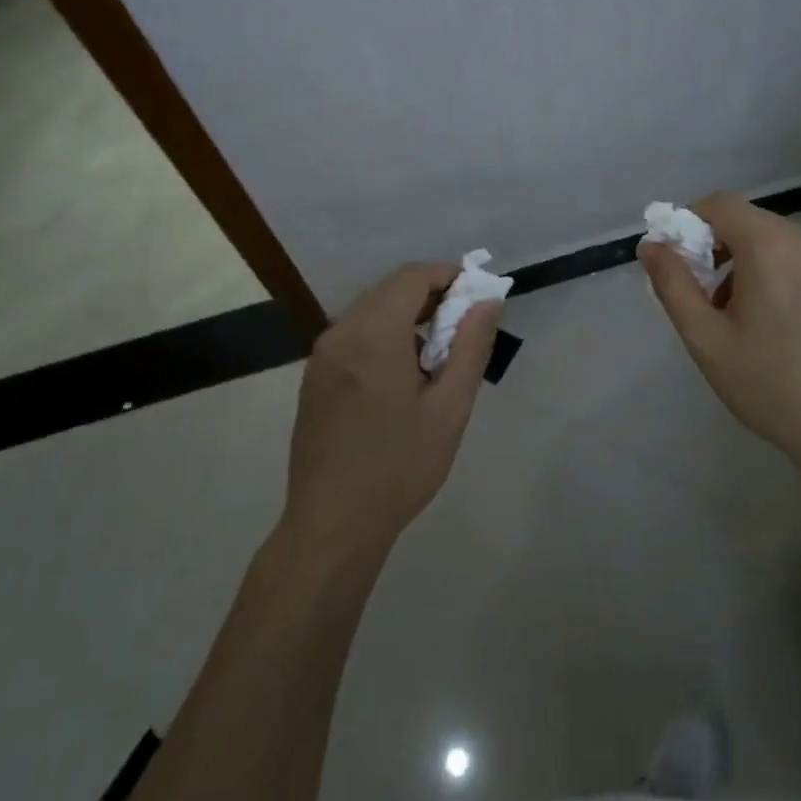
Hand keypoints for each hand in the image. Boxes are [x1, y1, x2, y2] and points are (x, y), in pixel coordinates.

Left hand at [282, 263, 500, 559]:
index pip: (413, 277)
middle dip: (430, 295)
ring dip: (406, 316)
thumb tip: (487, 301)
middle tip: (463, 325)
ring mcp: (322, 355)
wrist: (332, 524)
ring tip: (436, 355)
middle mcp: (341, 332)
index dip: (448, 275)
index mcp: (374, 333)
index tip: (476, 295)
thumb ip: (471, 346)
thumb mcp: (449, 408)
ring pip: (370, 311)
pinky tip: (400, 376)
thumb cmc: (399, 466)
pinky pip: (353, 335)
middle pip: (390, 289)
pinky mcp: (314, 377)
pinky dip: (382, 335)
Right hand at [640, 193, 800, 482]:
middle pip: (751, 223)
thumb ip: (673, 285)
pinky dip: (781, 277)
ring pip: (779, 244)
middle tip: (706, 301)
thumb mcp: (706, 340)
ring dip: (750, 266)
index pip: (721, 204)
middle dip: (719, 250)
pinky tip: (781, 329)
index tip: (680, 262)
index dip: (690, 222)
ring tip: (742, 321)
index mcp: (771, 246)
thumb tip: (651, 245)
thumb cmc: (771, 386)